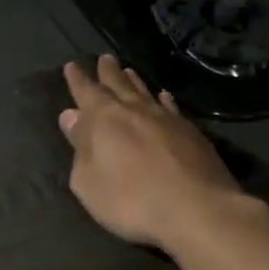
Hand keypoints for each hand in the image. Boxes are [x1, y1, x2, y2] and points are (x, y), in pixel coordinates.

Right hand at [58, 55, 247, 252]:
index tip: (72, 65)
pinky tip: (164, 97)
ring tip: (128, 70)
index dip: (78, 80)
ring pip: (145, 92)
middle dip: (108, 72)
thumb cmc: (131, 200)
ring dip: (134, 81)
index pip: (86, 92)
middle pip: (118, 85)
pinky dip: (163, 99)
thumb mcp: (89, 183)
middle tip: (104, 58)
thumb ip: (79, 148)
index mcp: (104, 120)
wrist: (197, 210)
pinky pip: (170, 107)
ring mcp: (167, 119)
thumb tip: (71, 116)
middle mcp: (135, 111)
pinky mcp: (191, 133)